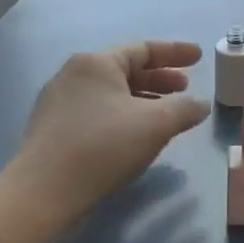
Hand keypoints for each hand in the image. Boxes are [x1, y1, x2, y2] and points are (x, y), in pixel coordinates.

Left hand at [0, 39, 209, 237]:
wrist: (43, 193)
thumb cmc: (103, 147)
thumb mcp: (156, 124)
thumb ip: (185, 109)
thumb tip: (201, 105)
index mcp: (96, 63)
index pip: (143, 49)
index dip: (175, 52)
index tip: (199, 57)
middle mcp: (73, 74)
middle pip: (126, 69)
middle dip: (160, 79)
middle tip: (185, 88)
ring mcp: (58, 102)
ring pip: (111, 93)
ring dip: (143, 99)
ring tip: (166, 114)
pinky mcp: (52, 129)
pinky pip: (97, 112)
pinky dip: (123, 115)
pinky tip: (136, 135)